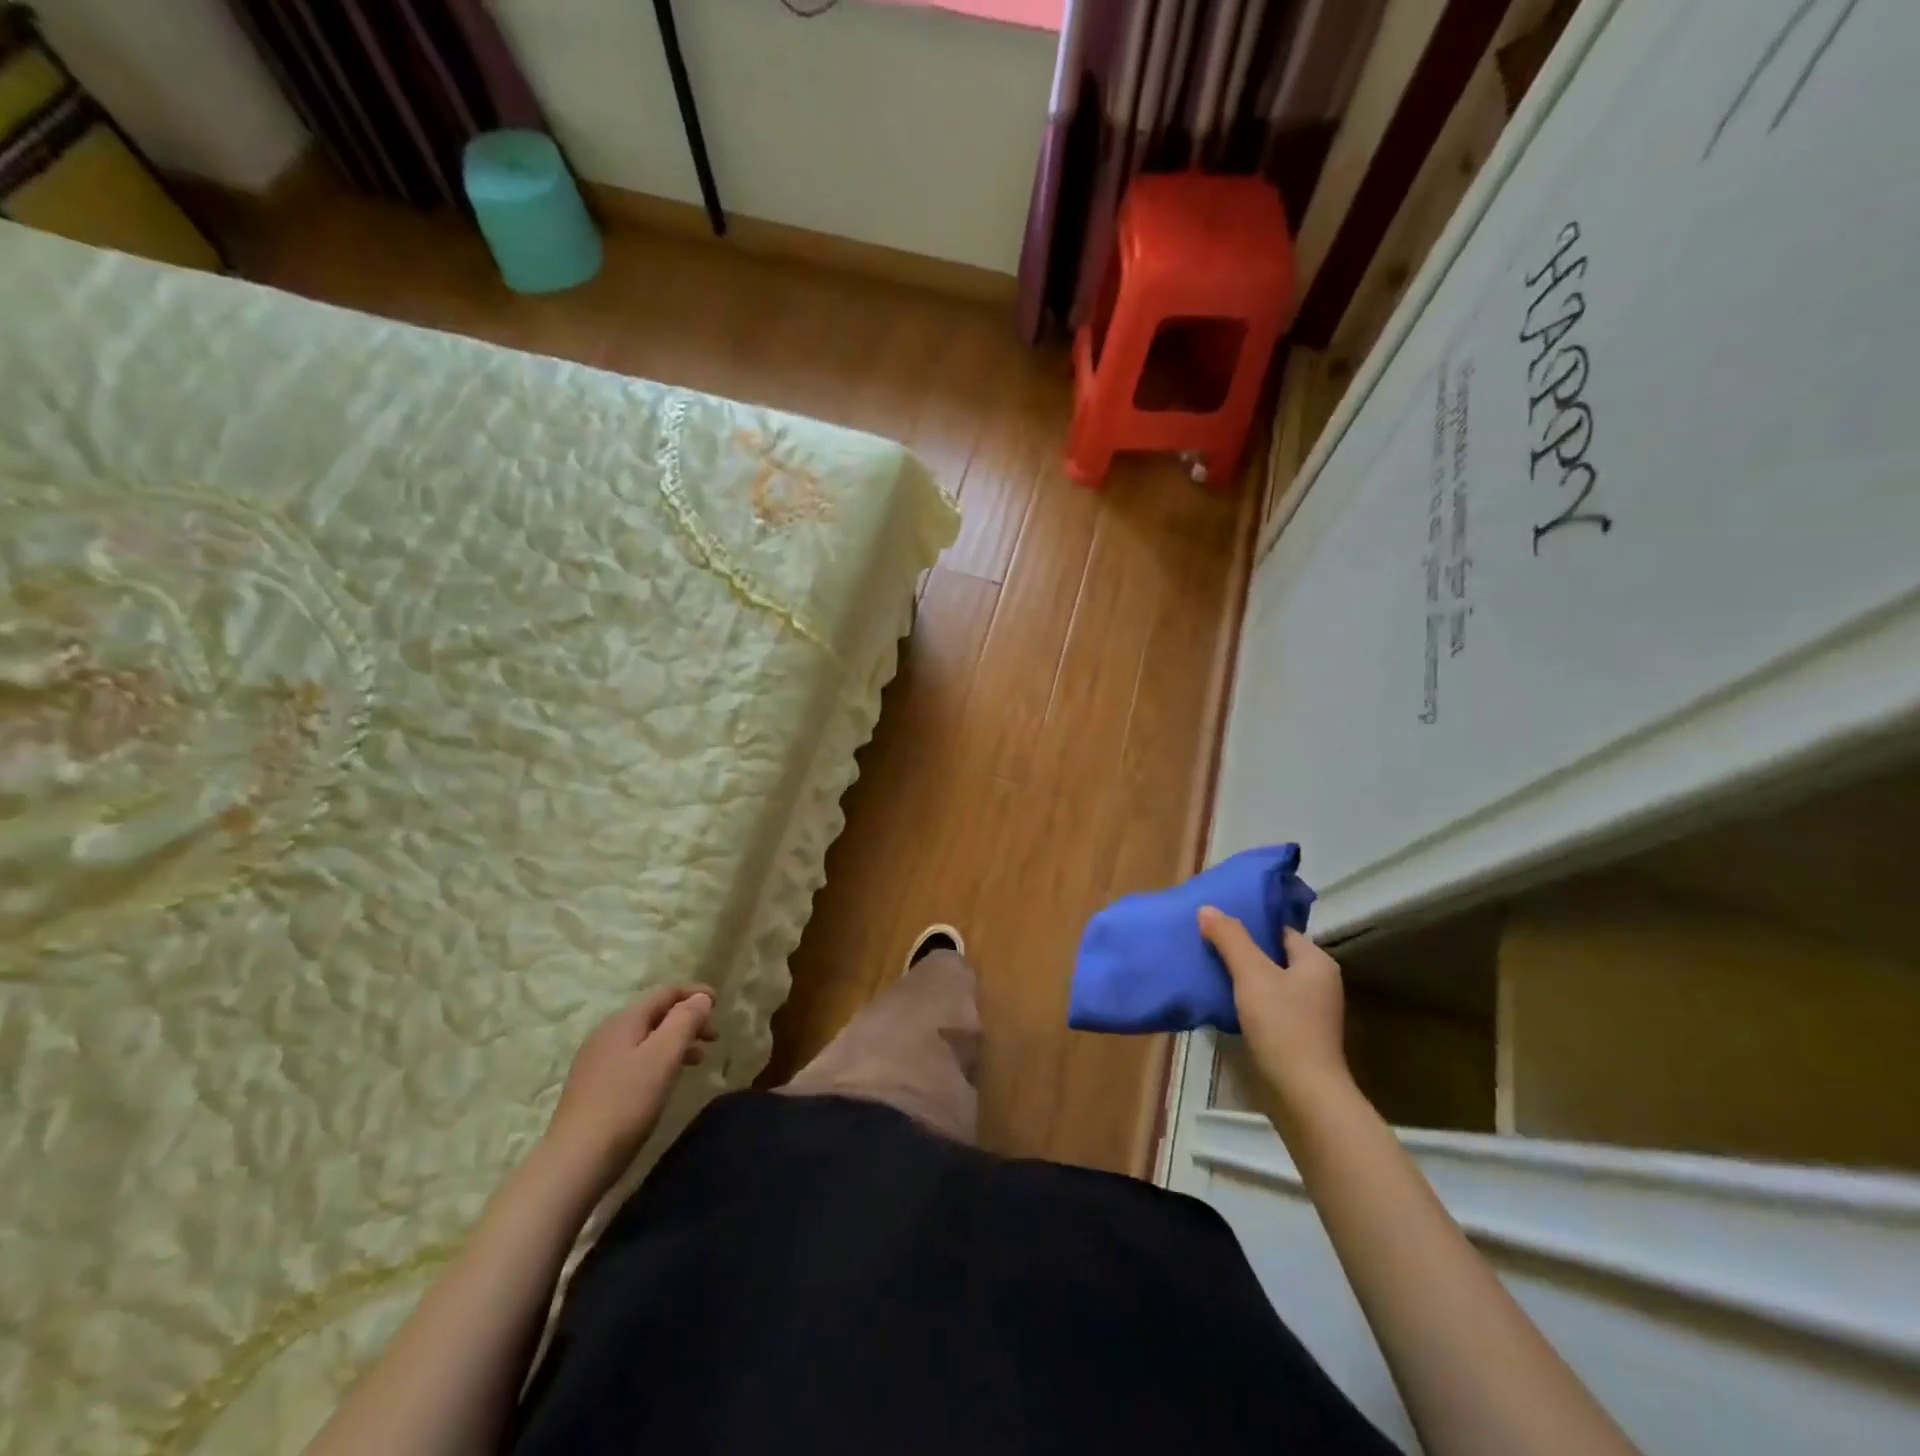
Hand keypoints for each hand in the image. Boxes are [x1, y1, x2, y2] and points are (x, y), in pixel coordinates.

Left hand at [543, 985, 717, 1191]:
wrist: (574, 1162)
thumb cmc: (626, 1103)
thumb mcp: (663, 1057)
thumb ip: (685, 1020)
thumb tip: (701, 997)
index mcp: (624, 1021)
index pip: (665, 993)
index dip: (694, 994)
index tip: (720, 1004)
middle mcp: (607, 1034)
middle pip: (655, 1014)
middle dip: (687, 1020)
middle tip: (714, 1038)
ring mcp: (596, 1062)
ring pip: (645, 1039)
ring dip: (675, 1042)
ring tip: (697, 1061)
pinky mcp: (592, 1088)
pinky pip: (634, 1059)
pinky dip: (658, 1060)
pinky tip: (664, 1081)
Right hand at [1198, 908, 1349, 1109]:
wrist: (1302, 1094)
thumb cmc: (1283, 1025)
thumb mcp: (1252, 974)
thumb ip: (1230, 938)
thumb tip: (1207, 908)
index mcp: (1316, 962)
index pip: (1278, 930)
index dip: (1248, 923)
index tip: (1214, 921)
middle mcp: (1317, 983)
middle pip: (1271, 955)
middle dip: (1239, 949)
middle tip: (1203, 941)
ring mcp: (1307, 1012)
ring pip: (1266, 982)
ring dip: (1239, 976)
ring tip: (1205, 967)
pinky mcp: (1294, 1035)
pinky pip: (1265, 1006)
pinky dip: (1244, 1000)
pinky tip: (1219, 1001)